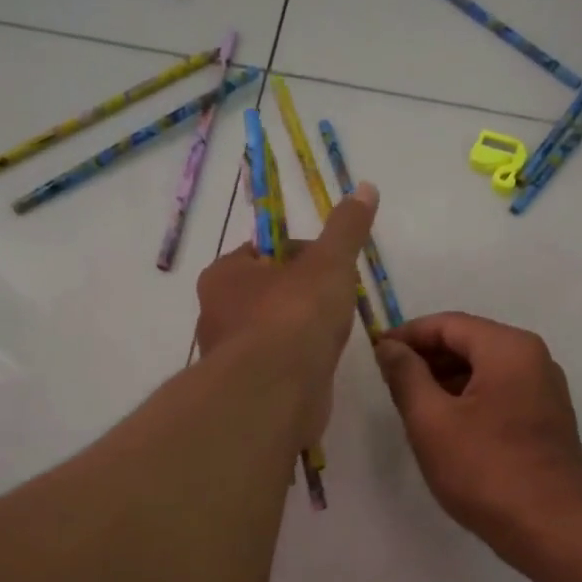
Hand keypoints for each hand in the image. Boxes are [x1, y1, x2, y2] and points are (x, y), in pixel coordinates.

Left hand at [195, 183, 377, 442]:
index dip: (302, 253)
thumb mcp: (329, 262)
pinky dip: (298, 364)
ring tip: (333, 336)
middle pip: (268, 292)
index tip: (333, 266)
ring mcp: (229, 356)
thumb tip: (365, 188)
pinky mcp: (246, 391)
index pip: (264, 251)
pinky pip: (277, 367)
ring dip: (301, 332)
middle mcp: (217, 313)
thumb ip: (346, 228)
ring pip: (272, 332)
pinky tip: (320, 366)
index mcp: (225, 274)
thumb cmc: (295, 317)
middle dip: (303, 295)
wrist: (276, 394)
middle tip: (338, 301)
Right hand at [374, 312, 581, 551]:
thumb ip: (406, 376)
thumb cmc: (485, 469)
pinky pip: (499, 393)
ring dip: (445, 380)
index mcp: (509, 348)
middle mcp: (534, 359)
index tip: (376, 355)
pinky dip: (468, 399)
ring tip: (411, 406)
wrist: (552, 528)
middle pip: (469, 342)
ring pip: (484, 370)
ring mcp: (544, 390)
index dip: (407, 335)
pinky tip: (445, 426)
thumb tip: (389, 347)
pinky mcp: (546, 420)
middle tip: (389, 383)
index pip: (448, 324)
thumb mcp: (431, 421)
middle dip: (426, 358)